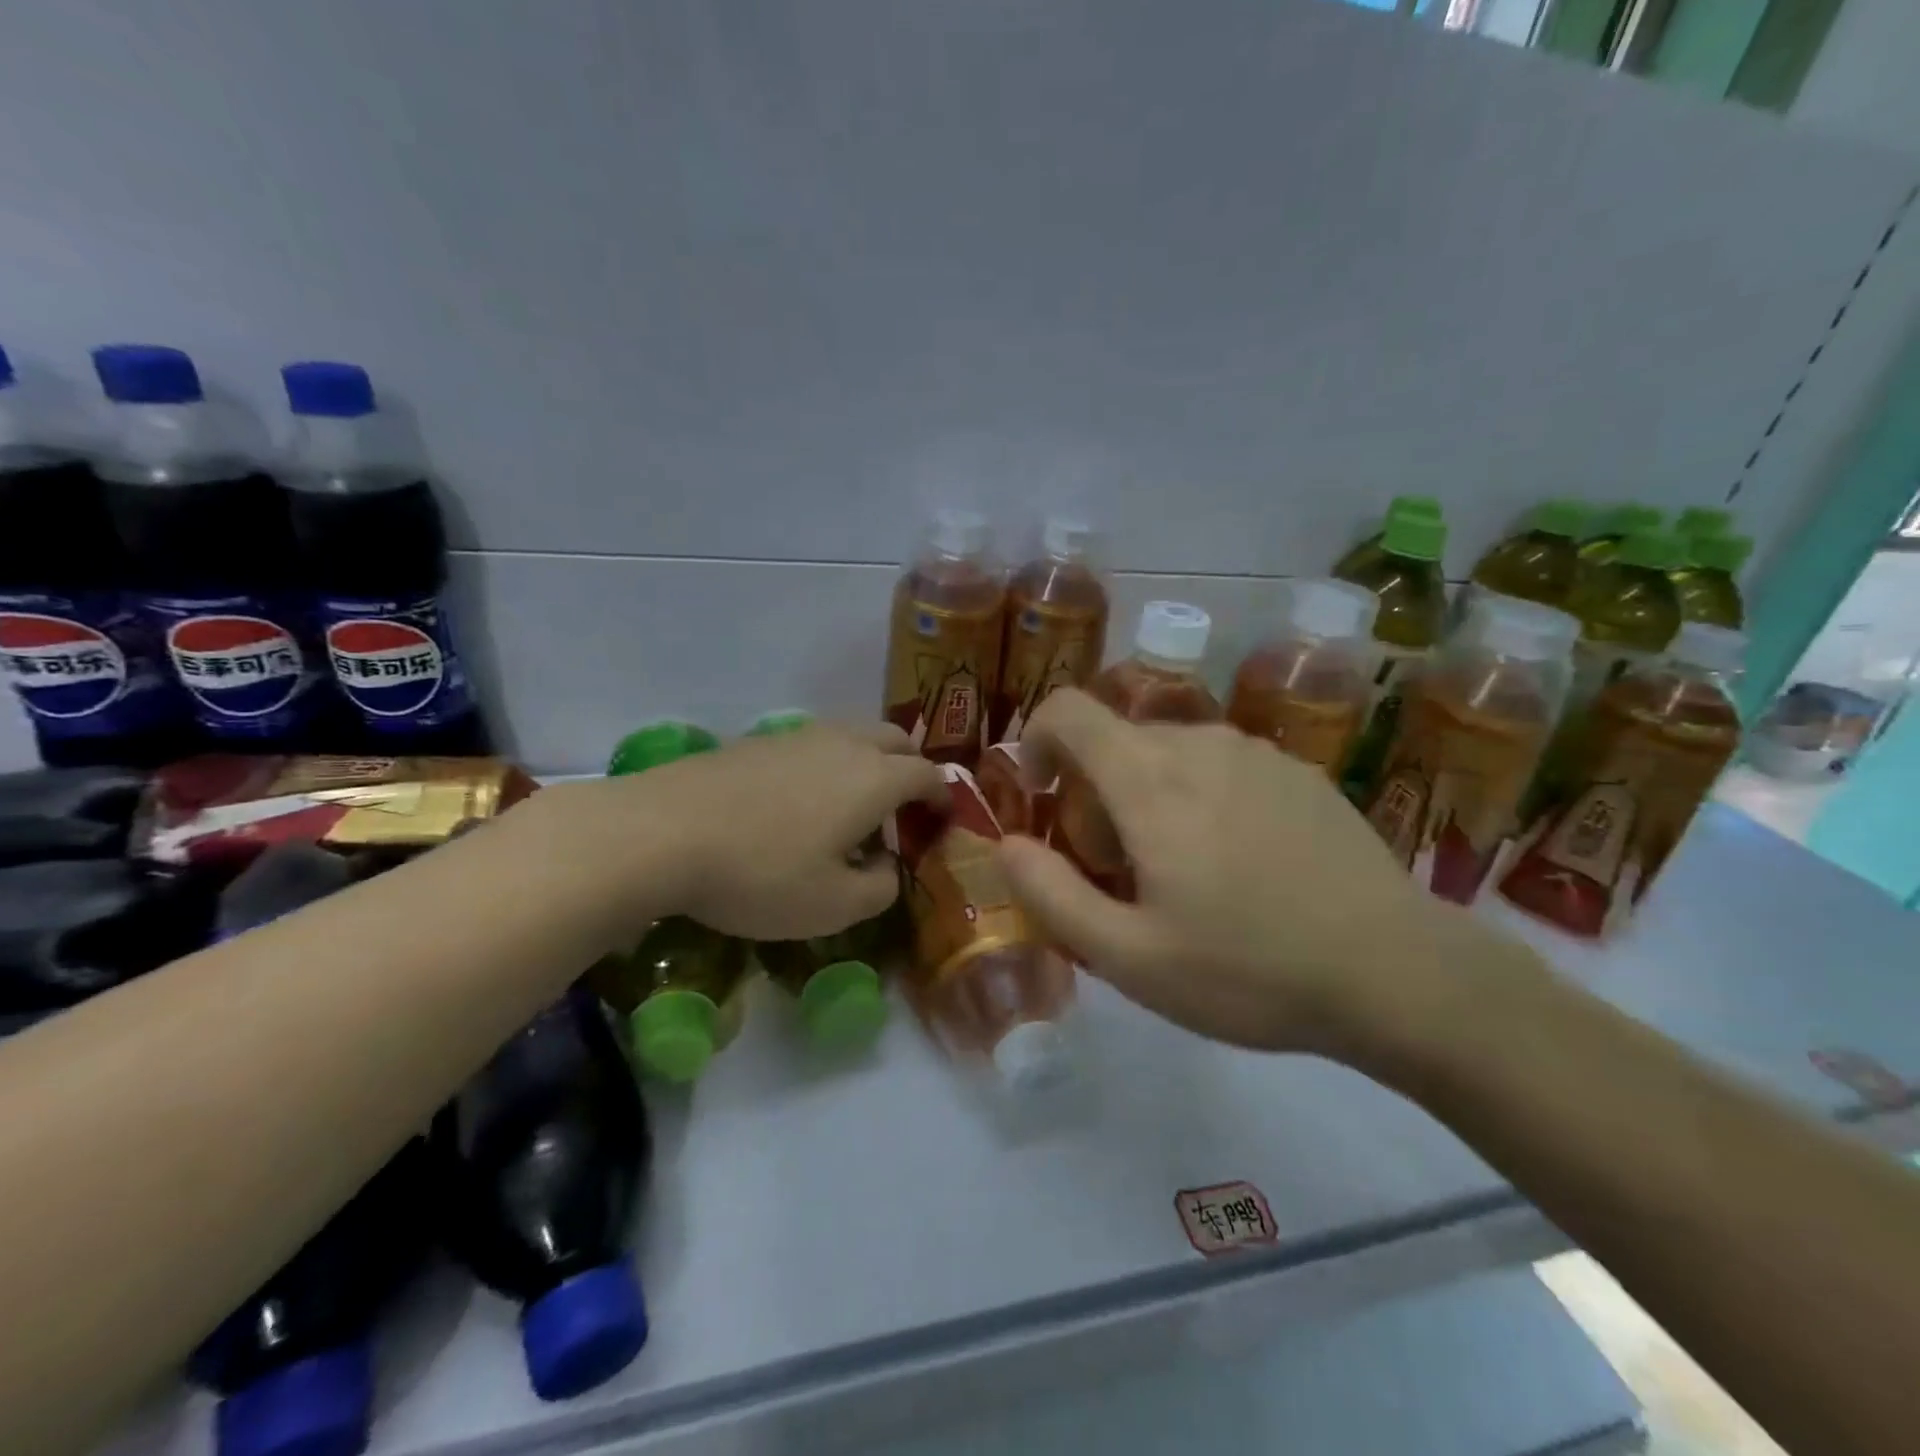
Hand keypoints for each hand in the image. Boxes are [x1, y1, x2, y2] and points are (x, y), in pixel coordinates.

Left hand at [533, 722, 944, 941]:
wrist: (662, 832)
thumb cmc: (762, 873)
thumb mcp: (834, 906)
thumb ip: (880, 889)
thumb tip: (887, 867)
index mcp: (874, 778)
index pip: (928, 774)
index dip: (942, 796)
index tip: (943, 819)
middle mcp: (844, 744)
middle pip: (896, 739)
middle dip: (911, 766)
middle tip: (905, 805)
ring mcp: (797, 736)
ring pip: (853, 734)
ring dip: (869, 760)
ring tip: (854, 802)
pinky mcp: (758, 741)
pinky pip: (814, 743)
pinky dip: (829, 762)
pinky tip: (803, 798)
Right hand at [999, 689, 1492, 1058]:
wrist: (1399, 973)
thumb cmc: (1249, 971)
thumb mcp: (1130, 958)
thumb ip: (1051, 895)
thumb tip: (1007, 845)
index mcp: (1150, 780)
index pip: (1069, 709)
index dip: (1038, 739)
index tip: (1044, 795)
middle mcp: (1201, 744)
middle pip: (1118, 740)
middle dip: (1094, 792)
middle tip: (1119, 869)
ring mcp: (1258, 752)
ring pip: (1170, 752)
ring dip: (1149, 795)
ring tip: (1182, 872)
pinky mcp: (1300, 771)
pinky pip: (1222, 764)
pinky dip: (1200, 796)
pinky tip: (1242, 865)